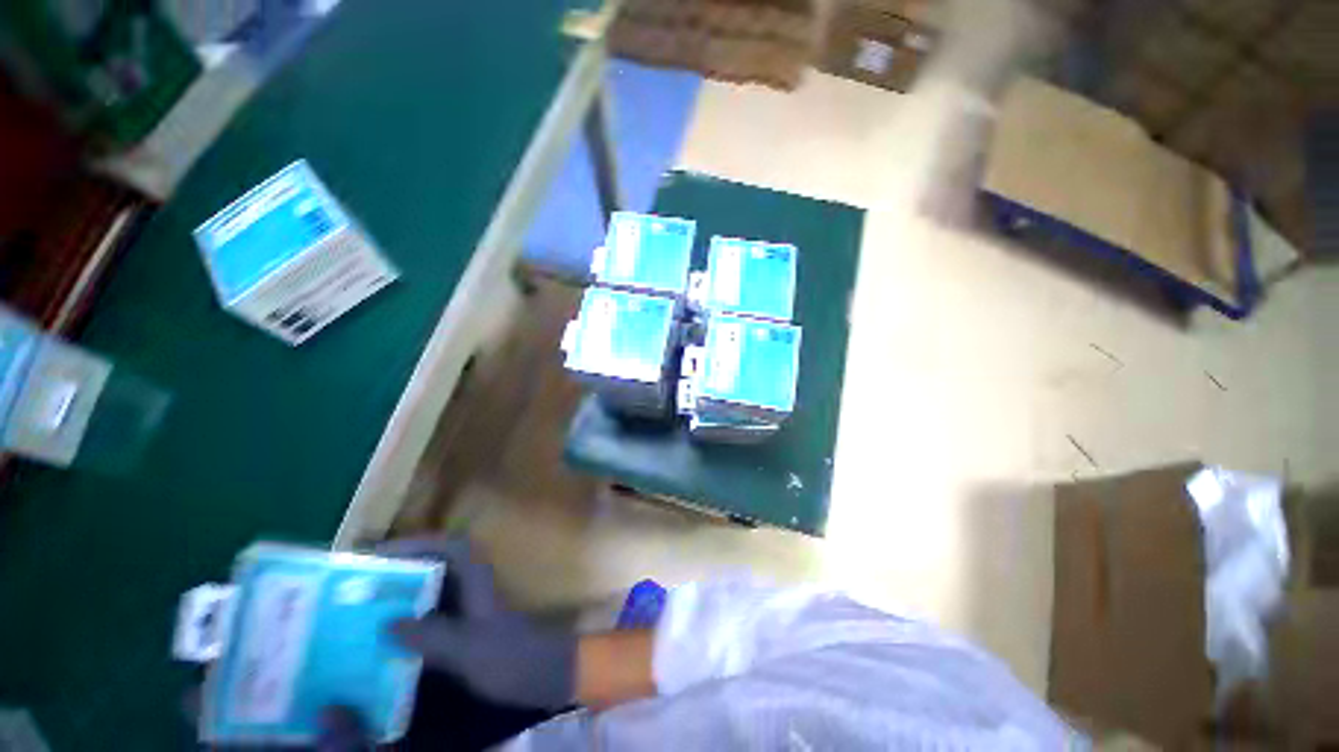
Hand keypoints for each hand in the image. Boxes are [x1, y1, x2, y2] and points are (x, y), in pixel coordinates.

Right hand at [377, 537, 577, 710]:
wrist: (543, 672)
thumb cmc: (510, 655)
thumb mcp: (467, 648)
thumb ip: (429, 635)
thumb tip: (385, 624)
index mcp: (478, 578)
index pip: (451, 546)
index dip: (419, 543)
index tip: (381, 555)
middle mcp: (476, 583)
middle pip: (440, 563)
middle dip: (405, 566)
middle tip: (364, 581)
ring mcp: (474, 604)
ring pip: (437, 586)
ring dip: (406, 590)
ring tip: (367, 606)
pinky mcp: (470, 624)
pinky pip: (436, 611)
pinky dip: (414, 616)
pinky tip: (391, 637)